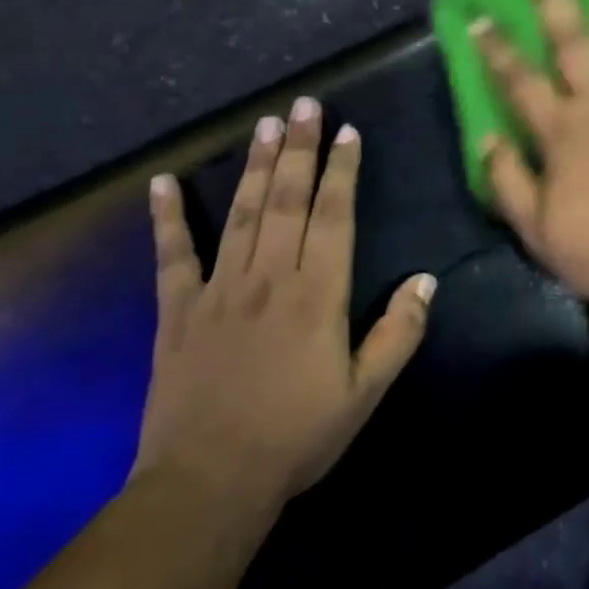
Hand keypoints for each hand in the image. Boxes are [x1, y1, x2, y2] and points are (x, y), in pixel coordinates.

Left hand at [133, 99, 434, 505]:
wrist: (209, 484)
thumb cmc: (297, 437)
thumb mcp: (366, 393)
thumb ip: (398, 333)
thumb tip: (426, 279)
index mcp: (318, 293)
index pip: (334, 215)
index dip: (342, 171)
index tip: (346, 132)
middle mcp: (270, 276)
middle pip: (287, 199)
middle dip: (298, 148)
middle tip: (303, 104)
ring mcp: (218, 289)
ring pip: (241, 213)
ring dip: (253, 165)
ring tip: (264, 124)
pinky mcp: (177, 310)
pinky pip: (171, 255)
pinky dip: (166, 217)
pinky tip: (162, 182)